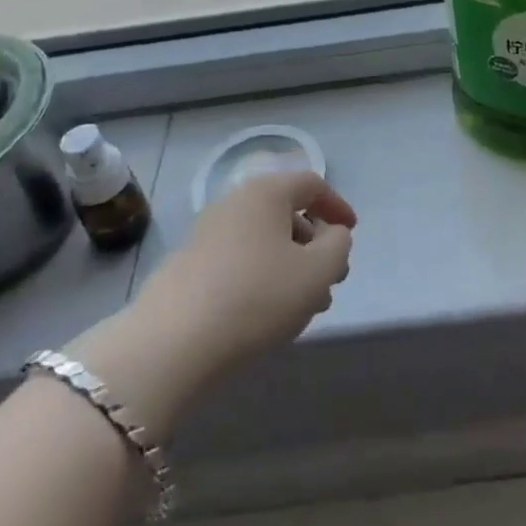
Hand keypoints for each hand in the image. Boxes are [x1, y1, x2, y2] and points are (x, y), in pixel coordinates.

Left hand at [65, 172, 354, 438]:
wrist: (173, 341)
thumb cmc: (256, 296)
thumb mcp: (317, 272)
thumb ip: (338, 245)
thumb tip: (332, 234)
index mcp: (266, 192)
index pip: (311, 184)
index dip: (337, 206)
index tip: (352, 233)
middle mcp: (234, 201)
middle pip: (285, 212)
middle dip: (314, 243)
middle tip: (331, 279)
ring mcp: (207, 232)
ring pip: (262, 239)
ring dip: (290, 264)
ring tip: (305, 306)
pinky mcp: (189, 265)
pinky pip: (239, 259)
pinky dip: (262, 276)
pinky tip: (267, 313)